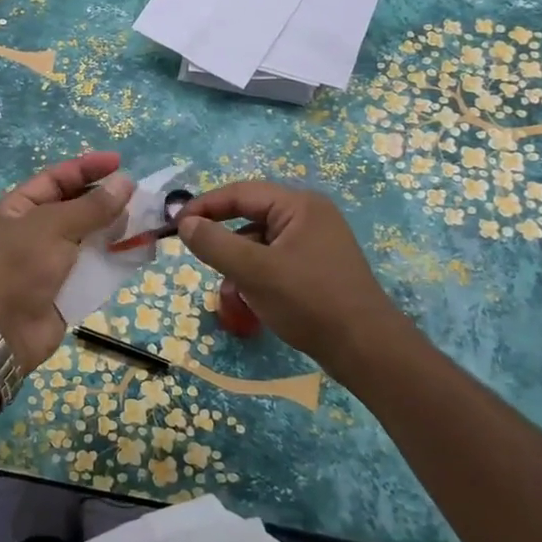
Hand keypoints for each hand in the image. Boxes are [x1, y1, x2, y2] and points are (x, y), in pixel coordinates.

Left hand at [0, 152, 133, 369]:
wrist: (2, 331)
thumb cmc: (20, 268)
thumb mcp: (53, 227)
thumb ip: (92, 207)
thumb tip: (126, 183)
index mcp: (19, 208)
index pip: (56, 179)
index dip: (87, 168)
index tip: (120, 163)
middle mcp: (33, 231)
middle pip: (75, 207)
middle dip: (106, 201)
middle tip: (139, 197)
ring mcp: (50, 260)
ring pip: (89, 237)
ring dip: (114, 230)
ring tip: (144, 223)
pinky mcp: (66, 287)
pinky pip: (94, 267)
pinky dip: (114, 259)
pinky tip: (136, 252)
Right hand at [175, 181, 410, 374]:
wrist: (366, 349)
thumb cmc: (309, 301)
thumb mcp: (254, 271)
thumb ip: (214, 243)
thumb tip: (185, 223)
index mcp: (299, 205)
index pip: (241, 192)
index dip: (205, 206)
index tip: (175, 225)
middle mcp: (310, 216)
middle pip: (251, 216)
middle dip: (223, 240)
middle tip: (197, 256)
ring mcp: (316, 242)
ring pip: (261, 242)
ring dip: (238, 262)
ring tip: (229, 290)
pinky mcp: (318, 267)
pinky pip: (275, 260)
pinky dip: (256, 274)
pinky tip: (250, 299)